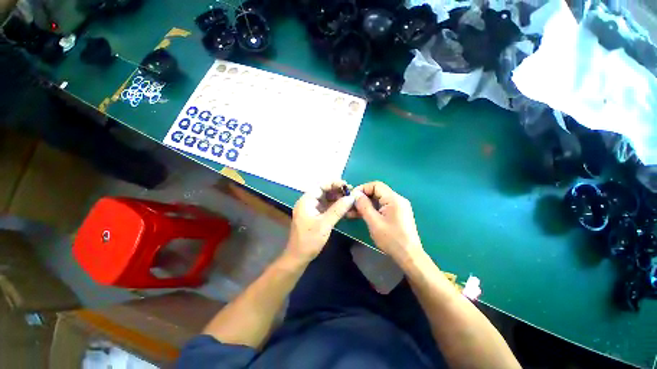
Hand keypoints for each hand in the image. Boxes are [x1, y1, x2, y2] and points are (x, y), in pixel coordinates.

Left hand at [285, 181, 359, 262]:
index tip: (347, 186)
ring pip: (326, 199)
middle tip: (351, 194)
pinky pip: (326, 207)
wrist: (298, 257)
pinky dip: (334, 207)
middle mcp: (308, 202)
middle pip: (323, 191)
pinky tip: (344, 209)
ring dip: (337, 199)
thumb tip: (351, 197)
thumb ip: (338, 209)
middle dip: (337, 191)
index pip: (321, 186)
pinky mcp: (314, 216)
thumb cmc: (310, 240)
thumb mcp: (325, 224)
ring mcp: (311, 209)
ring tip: (349, 201)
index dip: (334, 183)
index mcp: (306, 200)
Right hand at [353, 181, 423, 263]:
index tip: (352, 197)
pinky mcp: (397, 214)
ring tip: (352, 212)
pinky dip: (372, 210)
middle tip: (350, 206)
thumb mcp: (374, 222)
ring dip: (365, 205)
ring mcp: (398, 207)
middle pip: (377, 192)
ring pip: (378, 200)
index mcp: (393, 199)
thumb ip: (364, 206)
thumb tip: (355, 194)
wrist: (409, 256)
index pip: (376, 185)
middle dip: (362, 198)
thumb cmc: (391, 239)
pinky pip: (382, 207)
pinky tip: (361, 215)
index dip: (362, 188)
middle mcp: (397, 199)